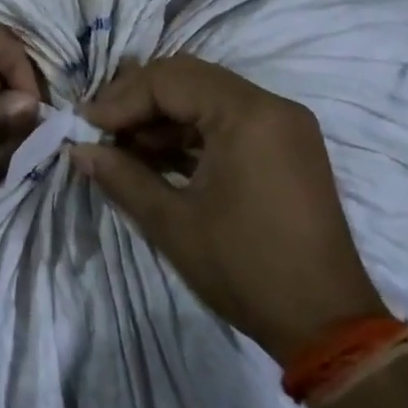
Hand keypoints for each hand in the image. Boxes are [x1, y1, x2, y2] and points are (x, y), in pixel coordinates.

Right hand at [71, 55, 386, 362]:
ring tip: (123, 146)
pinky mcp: (287, 146)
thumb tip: (77, 150)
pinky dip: (191, 132)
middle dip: (139, 100)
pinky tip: (158, 157)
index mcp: (248, 114)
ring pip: (207, 96)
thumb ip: (121, 177)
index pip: (169, 80)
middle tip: (100, 127)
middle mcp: (271, 105)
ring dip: (163, 116)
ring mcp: (284, 125)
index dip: (121, 98)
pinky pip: (229, 120)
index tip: (85, 124)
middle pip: (189, 78)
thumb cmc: (246, 269)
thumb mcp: (173, 224)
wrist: (329, 328)